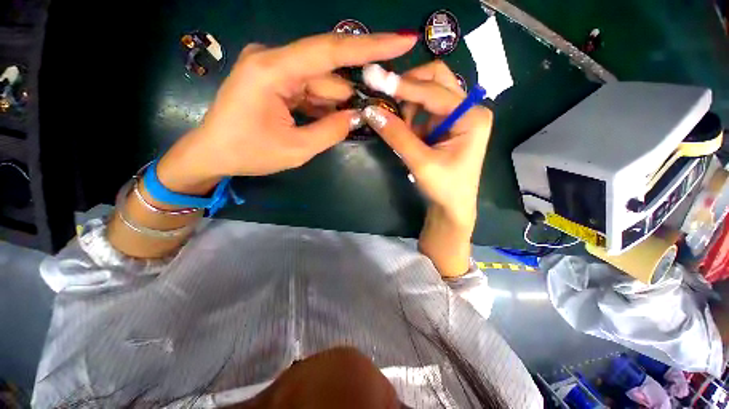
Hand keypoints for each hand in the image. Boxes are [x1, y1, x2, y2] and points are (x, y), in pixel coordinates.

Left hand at [157, 33, 417, 193]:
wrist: (213, 153)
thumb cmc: (249, 153)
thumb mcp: (296, 149)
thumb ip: (331, 131)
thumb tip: (359, 116)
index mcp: (273, 70)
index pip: (331, 51)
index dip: (371, 46)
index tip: (403, 40)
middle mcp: (274, 59)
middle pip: (328, 71)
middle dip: (355, 89)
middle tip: (380, 104)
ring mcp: (274, 68)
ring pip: (321, 82)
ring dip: (340, 101)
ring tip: (355, 119)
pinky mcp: (275, 80)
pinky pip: (310, 88)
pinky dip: (326, 104)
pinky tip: (337, 117)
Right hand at [361, 61, 492, 275]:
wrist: (452, 207)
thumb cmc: (444, 188)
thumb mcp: (420, 163)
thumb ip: (397, 135)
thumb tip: (370, 111)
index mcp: (471, 116)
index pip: (434, 91)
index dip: (403, 85)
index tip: (375, 78)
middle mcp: (468, 109)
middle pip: (437, 80)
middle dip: (409, 87)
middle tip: (387, 100)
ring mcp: (458, 116)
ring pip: (429, 92)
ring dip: (408, 104)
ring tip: (399, 128)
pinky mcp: (447, 125)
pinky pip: (425, 109)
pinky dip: (411, 115)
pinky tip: (407, 133)